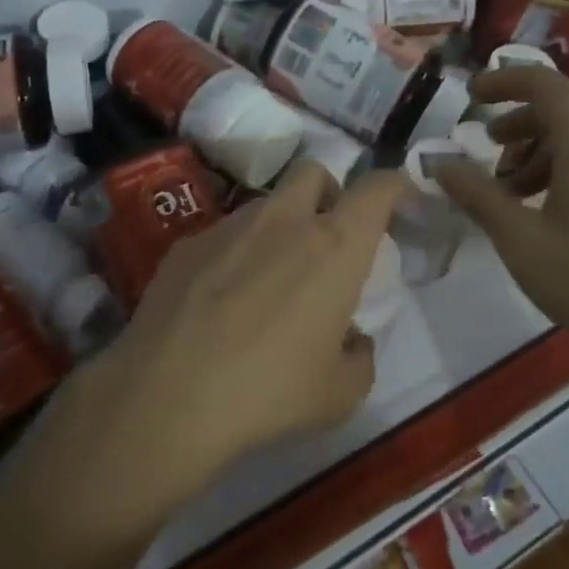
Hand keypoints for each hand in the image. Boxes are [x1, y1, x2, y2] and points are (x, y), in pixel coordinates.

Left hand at [33, 161, 406, 545]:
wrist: (168, 395)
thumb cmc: (270, 391)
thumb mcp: (340, 393)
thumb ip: (360, 357)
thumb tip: (352, 340)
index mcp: (334, 246)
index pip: (377, 187)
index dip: (395, 186)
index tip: (400, 201)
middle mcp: (284, 220)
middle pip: (314, 172)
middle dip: (328, 194)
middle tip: (326, 240)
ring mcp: (229, 226)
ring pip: (265, 204)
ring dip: (279, 227)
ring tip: (266, 281)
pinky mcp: (186, 244)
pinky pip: (222, 235)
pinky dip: (234, 254)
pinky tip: (218, 302)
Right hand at [432, 66, 568, 381]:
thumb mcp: (521, 240)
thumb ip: (477, 195)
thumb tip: (438, 163)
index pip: (543, 83)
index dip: (503, 82)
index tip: (470, 97)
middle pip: (562, 109)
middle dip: (517, 124)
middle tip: (486, 154)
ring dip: (539, 150)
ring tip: (513, 193)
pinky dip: (566, 167)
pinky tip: (550, 211)